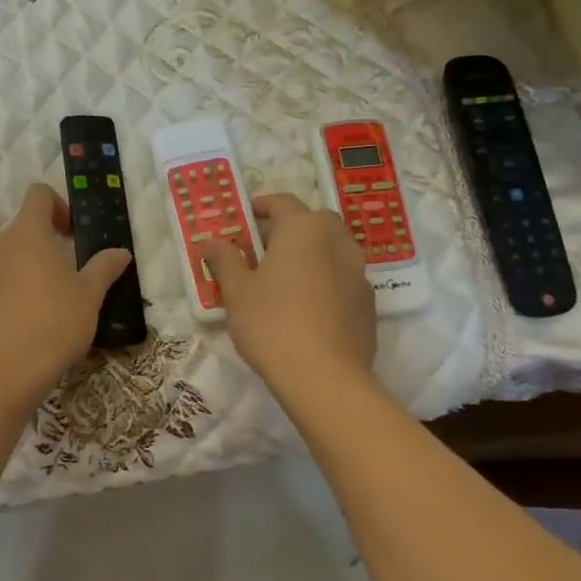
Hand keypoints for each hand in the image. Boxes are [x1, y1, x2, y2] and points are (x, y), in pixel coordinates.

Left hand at [0, 183, 132, 411]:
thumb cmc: (52, 326)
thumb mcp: (89, 298)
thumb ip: (104, 269)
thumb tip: (120, 251)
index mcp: (26, 234)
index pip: (38, 195)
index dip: (57, 206)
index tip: (71, 234)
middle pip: (18, 233)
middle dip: (38, 249)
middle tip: (60, 282)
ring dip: (16, 273)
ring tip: (34, 309)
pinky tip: (11, 328)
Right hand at [199, 193, 377, 395]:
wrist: (325, 378)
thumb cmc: (272, 324)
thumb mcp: (237, 291)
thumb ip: (225, 260)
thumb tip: (212, 240)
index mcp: (305, 228)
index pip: (281, 202)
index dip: (259, 206)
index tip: (241, 219)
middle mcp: (337, 240)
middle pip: (311, 223)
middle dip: (286, 230)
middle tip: (259, 251)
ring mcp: (359, 271)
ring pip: (330, 250)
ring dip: (307, 255)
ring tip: (281, 281)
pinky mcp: (368, 302)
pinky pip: (341, 278)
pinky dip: (323, 281)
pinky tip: (305, 309)